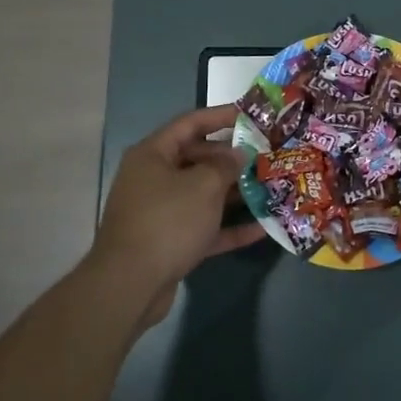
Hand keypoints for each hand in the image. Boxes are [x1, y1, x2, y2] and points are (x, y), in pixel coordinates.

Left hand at [87, 105, 265, 325]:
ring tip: (270, 188)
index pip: (190, 124)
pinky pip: (204, 227)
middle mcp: (154, 178)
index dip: (221, 116)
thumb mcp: (203, 186)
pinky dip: (229, 227)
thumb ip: (226, 166)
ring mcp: (161, 212)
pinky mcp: (170, 242)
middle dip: (232, 159)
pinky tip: (262, 228)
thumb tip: (239, 154)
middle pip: (198, 159)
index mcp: (153, 155)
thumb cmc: (167, 221)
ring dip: (234, 193)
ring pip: (203, 195)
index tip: (251, 115)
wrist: (130, 285)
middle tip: (266, 157)